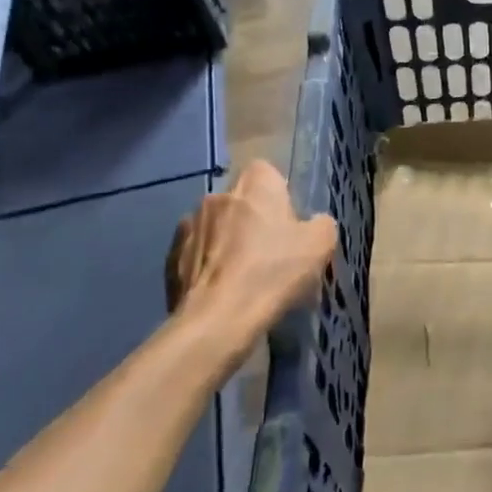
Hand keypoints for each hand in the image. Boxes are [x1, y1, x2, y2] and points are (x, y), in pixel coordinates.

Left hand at [167, 162, 335, 348]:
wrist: (217, 320)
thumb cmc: (273, 272)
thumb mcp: (321, 245)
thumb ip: (320, 224)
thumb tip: (313, 223)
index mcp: (255, 185)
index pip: (266, 171)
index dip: (278, 193)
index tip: (288, 221)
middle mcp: (217, 196)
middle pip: (239, 200)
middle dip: (251, 218)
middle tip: (269, 251)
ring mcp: (188, 226)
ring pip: (215, 226)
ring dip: (226, 241)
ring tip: (241, 274)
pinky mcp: (170, 259)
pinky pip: (195, 253)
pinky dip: (206, 265)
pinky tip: (220, 289)